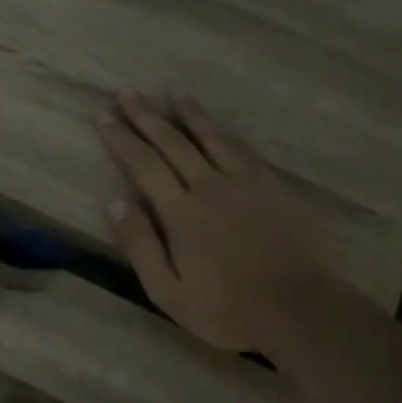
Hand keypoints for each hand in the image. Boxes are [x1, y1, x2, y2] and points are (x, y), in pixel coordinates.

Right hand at [97, 93, 347, 352]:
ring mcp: (245, 183)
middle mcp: (210, 186)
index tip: (103, 116)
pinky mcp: (273, 187)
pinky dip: (225, 132)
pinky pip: (243, 149)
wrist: (298, 308)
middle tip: (127, 93)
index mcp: (181, 212)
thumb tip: (115, 202)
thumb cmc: (226, 309)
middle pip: (173, 142)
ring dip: (189, 114)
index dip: (121, 139)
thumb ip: (140, 245)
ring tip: (173, 94)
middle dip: (146, 116)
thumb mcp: (168, 291)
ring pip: (211, 138)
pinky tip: (219, 127)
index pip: (143, 165)